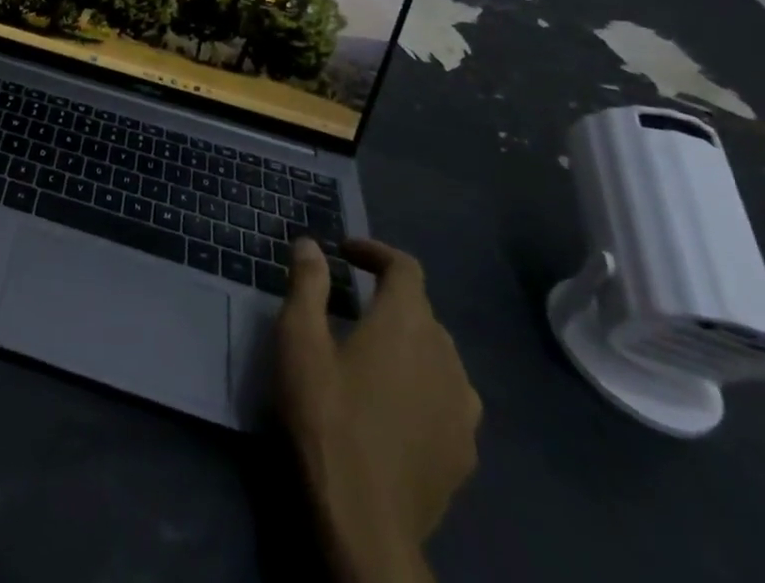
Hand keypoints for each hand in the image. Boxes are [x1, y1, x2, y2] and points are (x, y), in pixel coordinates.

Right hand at [276, 236, 480, 582]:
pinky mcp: (465, 451)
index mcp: (405, 323)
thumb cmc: (326, 416)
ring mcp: (462, 407)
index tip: (345, 252)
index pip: (405, 267)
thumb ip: (307, 284)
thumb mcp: (299, 340)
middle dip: (388, 297)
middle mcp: (444, 355)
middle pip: (422, 310)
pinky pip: (449, 398)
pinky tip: (398, 404)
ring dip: (410, 341)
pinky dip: (425, 384)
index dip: (376, 252)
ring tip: (375, 353)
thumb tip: (311, 244)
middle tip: (350, 303)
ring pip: (440, 354)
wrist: (365, 521)